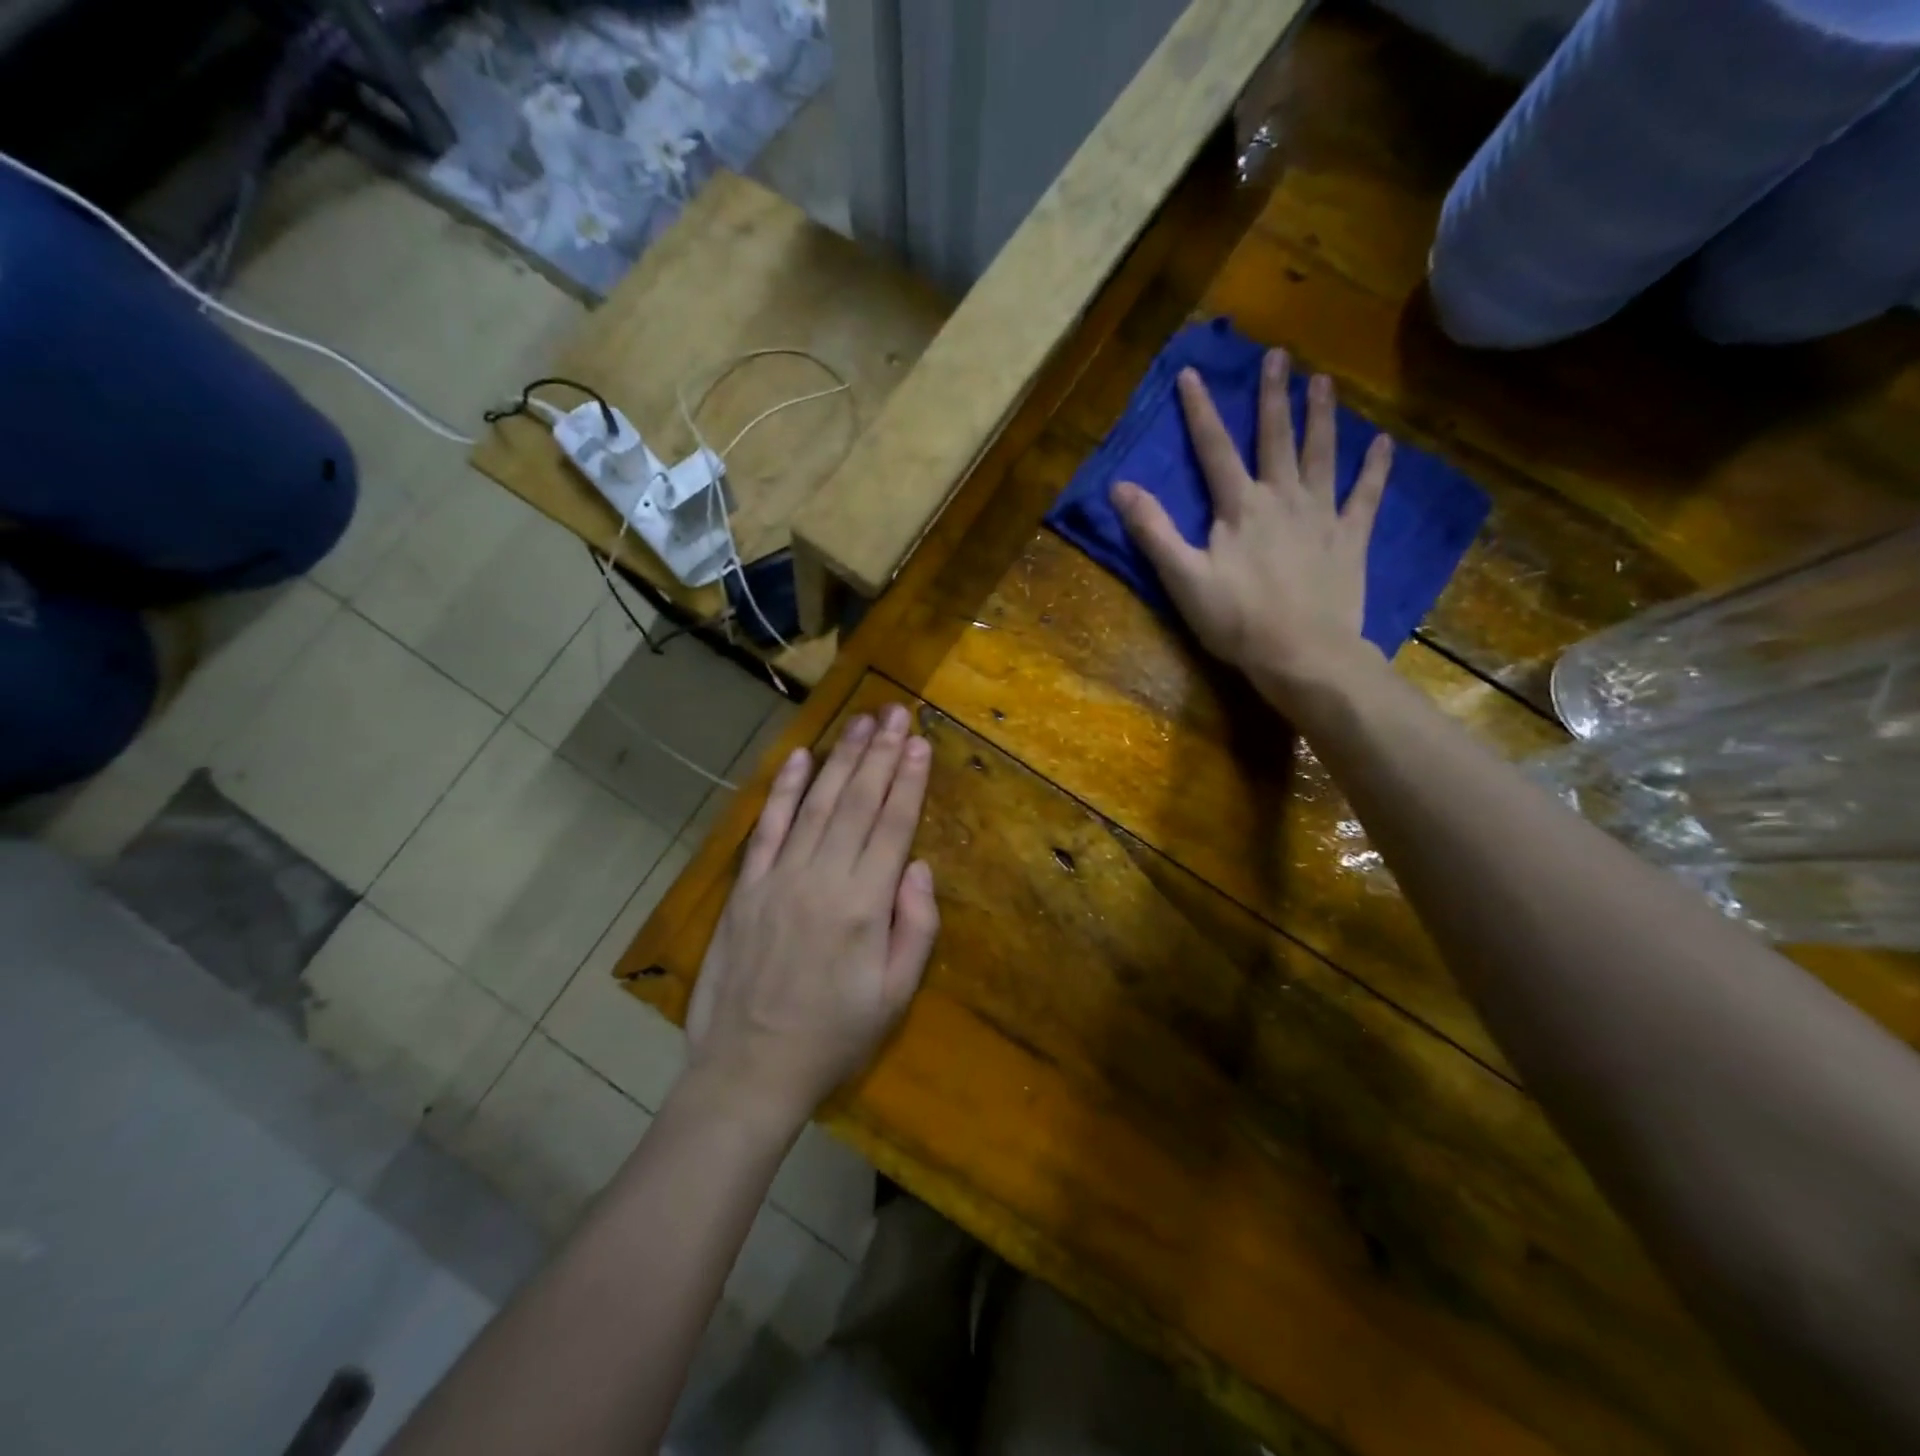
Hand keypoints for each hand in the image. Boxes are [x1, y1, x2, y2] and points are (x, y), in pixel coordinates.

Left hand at [685, 705, 939, 1131]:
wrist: (748, 1069)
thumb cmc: (833, 1036)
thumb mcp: (894, 996)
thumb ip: (916, 928)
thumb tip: (918, 866)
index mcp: (864, 906)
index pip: (892, 825)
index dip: (908, 780)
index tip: (919, 741)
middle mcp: (822, 878)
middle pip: (857, 802)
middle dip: (880, 754)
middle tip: (895, 712)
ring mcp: (779, 877)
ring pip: (816, 804)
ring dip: (841, 759)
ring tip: (861, 722)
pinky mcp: (747, 886)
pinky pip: (768, 827)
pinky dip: (783, 789)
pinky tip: (800, 758)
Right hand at [1111, 351, 1392, 705]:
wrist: (1303, 654)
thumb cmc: (1237, 621)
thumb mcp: (1183, 579)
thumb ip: (1153, 531)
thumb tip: (1119, 487)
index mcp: (1239, 508)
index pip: (1214, 450)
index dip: (1200, 411)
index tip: (1191, 373)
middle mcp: (1282, 498)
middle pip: (1275, 438)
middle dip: (1273, 396)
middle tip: (1279, 356)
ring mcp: (1321, 516)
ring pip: (1322, 455)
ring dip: (1322, 417)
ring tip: (1323, 382)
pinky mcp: (1350, 539)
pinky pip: (1366, 496)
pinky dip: (1375, 469)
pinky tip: (1383, 444)